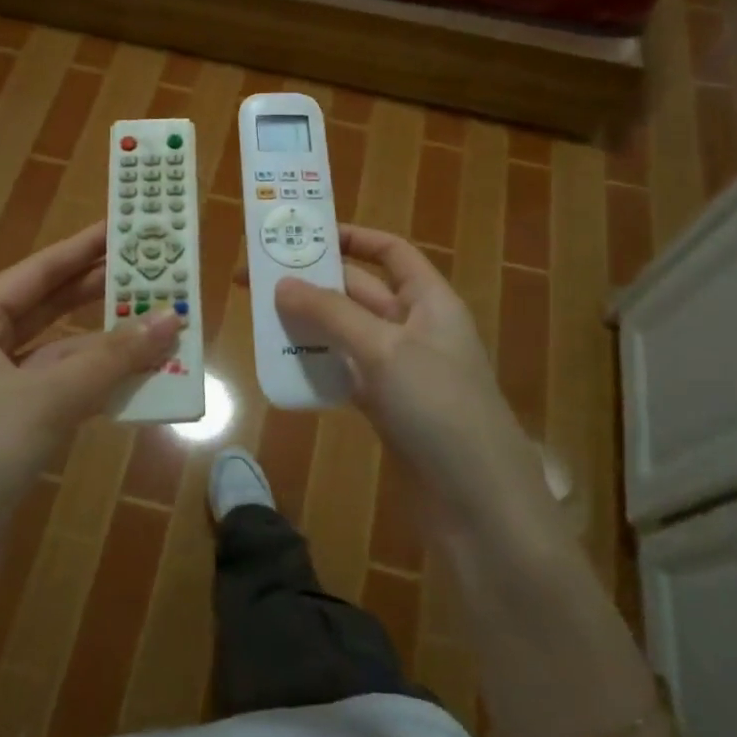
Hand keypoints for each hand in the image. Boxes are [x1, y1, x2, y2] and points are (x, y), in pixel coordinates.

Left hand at [0, 223, 181, 610]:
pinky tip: (137, 377)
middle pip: (49, 308)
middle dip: (98, 292)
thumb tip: (172, 318)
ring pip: (60, 353)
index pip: (37, 272)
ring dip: (106, 344)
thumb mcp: (48, 398)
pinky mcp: (11, 431)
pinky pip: (63, 391)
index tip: (124, 227)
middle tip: (151, 271)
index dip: (82, 248)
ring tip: (158, 323)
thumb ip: (112, 357)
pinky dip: (98, 383)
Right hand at [273, 225, 561, 551]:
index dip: (353, 237)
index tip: (304, 233)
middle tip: (260, 277)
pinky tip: (285, 365)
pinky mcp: (387, 408)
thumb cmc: (439, 408)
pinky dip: (319, 365)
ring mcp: (401, 370)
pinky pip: (346, 372)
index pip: (391, 252)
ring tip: (261, 317)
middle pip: (361, 291)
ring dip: (311, 324)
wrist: (477, 503)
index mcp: (430, 301)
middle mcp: (416, 328)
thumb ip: (331, 314)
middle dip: (315, 281)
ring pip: (348, 333)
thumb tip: (281, 284)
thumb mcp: (384, 350)